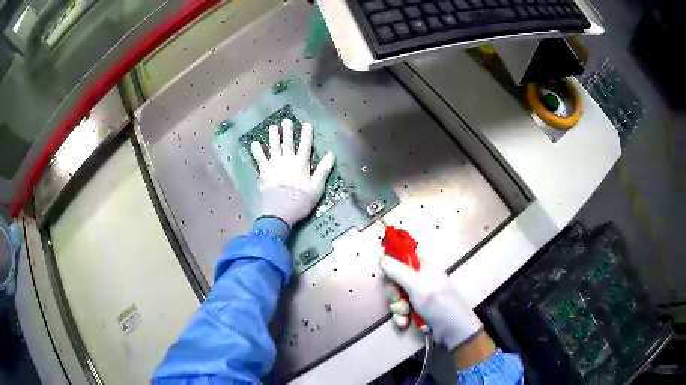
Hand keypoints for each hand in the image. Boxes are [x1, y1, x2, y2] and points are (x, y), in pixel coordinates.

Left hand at [250, 119, 334, 226]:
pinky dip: (257, 151)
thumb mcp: (317, 188)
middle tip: (286, 120)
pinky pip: (259, 159)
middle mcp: (287, 161)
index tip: (307, 124)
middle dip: (288, 131)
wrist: (279, 212)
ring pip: (273, 147)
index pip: (305, 146)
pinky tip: (254, 144)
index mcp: (301, 164)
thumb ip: (323, 171)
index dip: (307, 135)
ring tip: (272, 126)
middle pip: (288, 143)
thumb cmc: (300, 202)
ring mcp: (273, 166)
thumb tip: (331, 155)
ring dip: (273, 136)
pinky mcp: (263, 173)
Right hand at [380, 255, 482, 349]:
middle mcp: (420, 276)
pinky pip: (400, 308)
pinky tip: (406, 323)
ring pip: (396, 295)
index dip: (392, 262)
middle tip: (400, 299)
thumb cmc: (437, 302)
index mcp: (424, 263)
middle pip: (394, 278)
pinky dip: (401, 316)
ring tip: (406, 315)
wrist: (452, 329)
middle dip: (394, 292)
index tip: (387, 273)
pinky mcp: (416, 308)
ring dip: (397, 307)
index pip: (402, 254)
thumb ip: (396, 270)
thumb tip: (381, 257)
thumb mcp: (415, 284)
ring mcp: (418, 293)